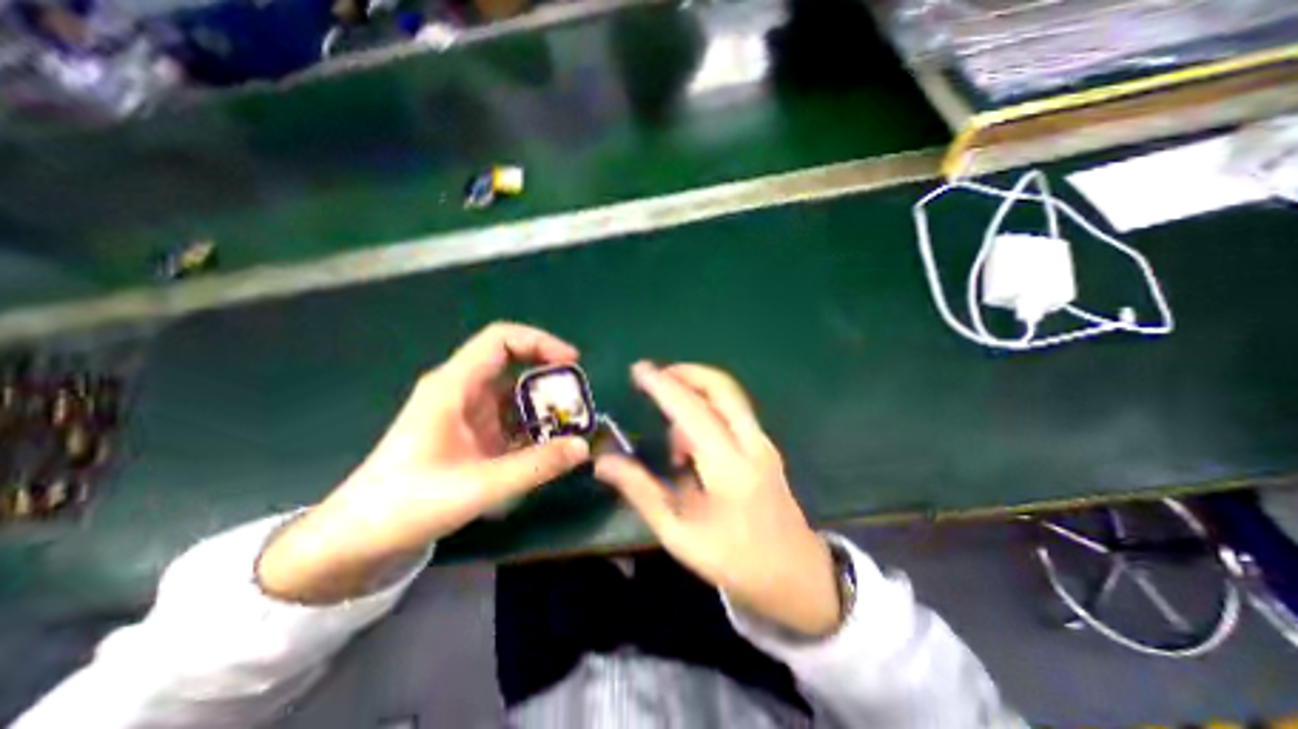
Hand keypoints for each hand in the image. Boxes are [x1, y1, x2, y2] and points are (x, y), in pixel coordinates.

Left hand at [260, 324, 590, 602]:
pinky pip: (510, 416)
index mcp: (453, 386)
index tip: (571, 363)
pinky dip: (533, 424)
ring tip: (571, 424)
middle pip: (513, 362)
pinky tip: (549, 445)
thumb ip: (535, 467)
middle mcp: (462, 389)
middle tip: (577, 398)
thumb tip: (582, 447)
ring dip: (544, 403)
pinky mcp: (472, 431)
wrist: (360, 536)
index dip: (539, 342)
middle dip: (549, 376)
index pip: (501, 340)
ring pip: (515, 391)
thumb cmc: (409, 504)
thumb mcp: (478, 487)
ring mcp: (467, 411)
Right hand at [597, 363, 843, 638]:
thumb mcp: (679, 533)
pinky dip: (708, 407)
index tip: (639, 370)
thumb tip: (603, 461)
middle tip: (656, 378)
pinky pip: (733, 410)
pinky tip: (691, 441)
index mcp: (729, 468)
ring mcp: (763, 442)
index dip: (663, 387)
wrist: (796, 575)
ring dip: (696, 393)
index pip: (692, 412)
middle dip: (686, 373)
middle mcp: (751, 444)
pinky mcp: (765, 445)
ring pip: (729, 396)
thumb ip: (641, 491)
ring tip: (671, 435)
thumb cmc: (734, 560)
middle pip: (721, 387)